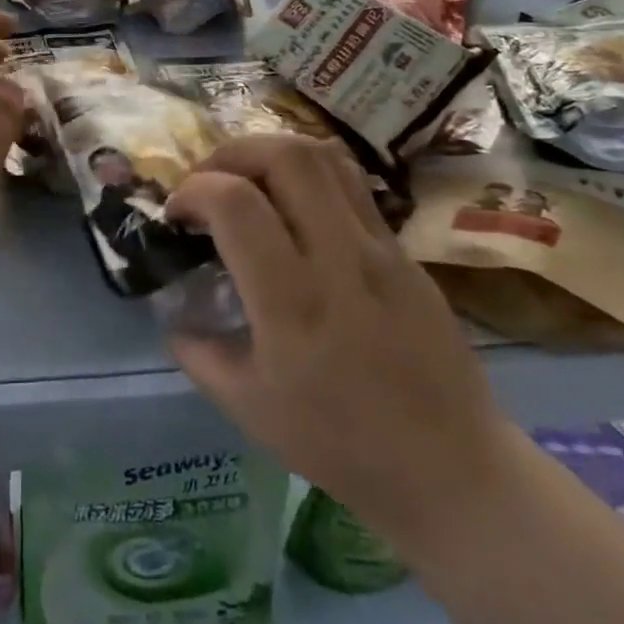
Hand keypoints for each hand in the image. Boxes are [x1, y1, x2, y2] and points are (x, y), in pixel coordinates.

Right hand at [165, 134, 512, 539]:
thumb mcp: (247, 408)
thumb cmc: (341, 445)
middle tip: (209, 181)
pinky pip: (352, 185)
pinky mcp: (404, 250)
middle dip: (231, 154)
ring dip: (271, 153)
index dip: (194, 191)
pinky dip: (308, 174)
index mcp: (293, 303)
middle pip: (285, 157)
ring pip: (324, 157)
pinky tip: (292, 205)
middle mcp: (339, 260)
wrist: (452, 470)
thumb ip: (197, 351)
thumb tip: (171, 310)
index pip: (236, 203)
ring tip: (248, 180)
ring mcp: (381, 249)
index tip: (177, 214)